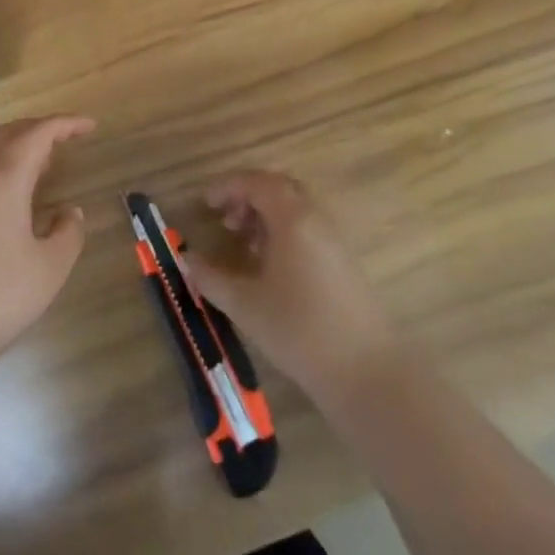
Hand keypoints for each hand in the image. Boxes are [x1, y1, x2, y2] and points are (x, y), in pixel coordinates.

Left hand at [0, 116, 94, 369]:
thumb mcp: (50, 266)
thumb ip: (68, 232)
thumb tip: (68, 212)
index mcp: (4, 177)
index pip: (38, 133)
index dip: (66, 124)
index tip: (90, 126)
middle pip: (9, 132)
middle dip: (41, 127)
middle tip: (69, 137)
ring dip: (18, 143)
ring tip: (44, 161)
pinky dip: (0, 161)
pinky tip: (13, 189)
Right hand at [184, 171, 391, 398]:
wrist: (366, 372)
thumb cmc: (299, 330)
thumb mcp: (245, 305)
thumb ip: (211, 278)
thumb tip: (188, 259)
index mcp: (293, 219)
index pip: (257, 182)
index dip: (228, 186)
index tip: (206, 203)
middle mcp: (317, 219)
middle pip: (280, 188)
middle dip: (249, 196)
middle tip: (226, 220)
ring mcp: (336, 240)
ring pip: (297, 209)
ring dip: (267, 215)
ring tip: (245, 244)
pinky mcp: (345, 262)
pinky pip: (310, 229)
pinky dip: (285, 232)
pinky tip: (271, 266)